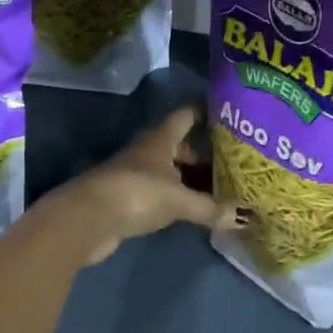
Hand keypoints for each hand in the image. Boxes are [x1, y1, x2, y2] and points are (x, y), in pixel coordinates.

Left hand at [52, 105, 243, 265]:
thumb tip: (246, 218)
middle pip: (180, 147)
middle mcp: (148, 151)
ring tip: (219, 190)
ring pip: (170, 171)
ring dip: (190, 180)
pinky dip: (176, 199)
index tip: (228, 114)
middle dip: (204, 155)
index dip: (205, 112)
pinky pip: (160, 193)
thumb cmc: (136, 193)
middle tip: (233, 164)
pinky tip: (193, 210)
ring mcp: (135, 175)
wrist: (86, 220)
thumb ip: (210, 208)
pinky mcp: (127, 200)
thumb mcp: (178, 200)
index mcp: (161, 139)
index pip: (186, 115)